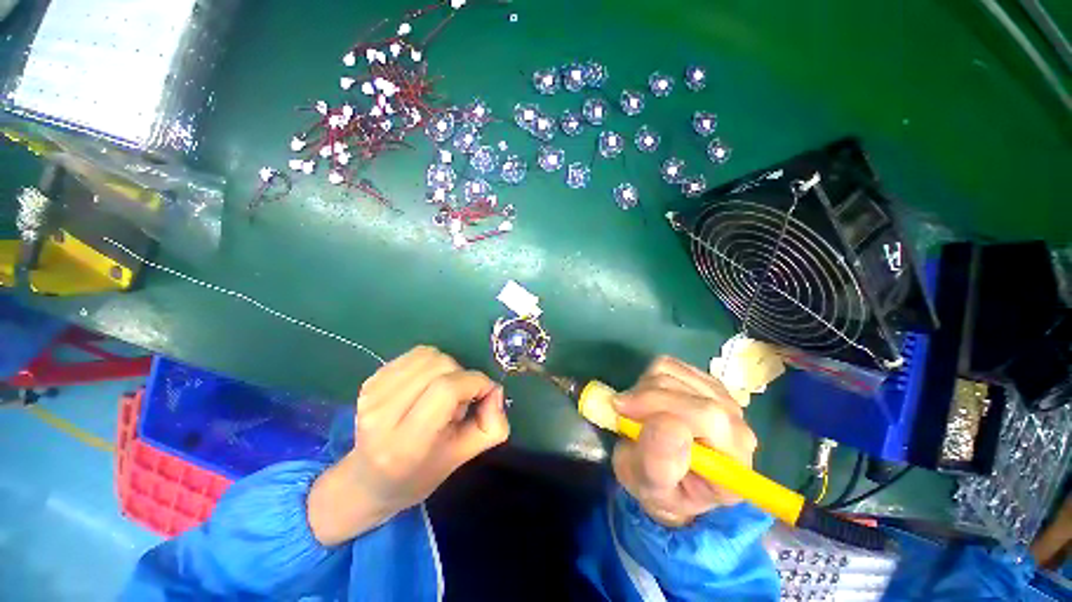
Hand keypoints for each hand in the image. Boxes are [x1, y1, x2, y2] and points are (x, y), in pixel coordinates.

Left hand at [308, 346, 509, 544]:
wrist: (370, 480)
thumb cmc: (422, 473)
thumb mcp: (464, 457)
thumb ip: (492, 425)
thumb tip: (494, 390)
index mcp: (407, 443)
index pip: (446, 390)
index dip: (475, 382)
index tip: (485, 392)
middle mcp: (382, 415)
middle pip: (439, 366)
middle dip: (462, 375)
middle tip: (459, 400)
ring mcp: (371, 394)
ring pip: (428, 355)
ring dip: (447, 367)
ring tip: (441, 392)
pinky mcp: (369, 381)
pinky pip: (415, 354)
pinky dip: (431, 363)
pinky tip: (427, 385)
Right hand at [612, 356, 757, 526]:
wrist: (666, 478)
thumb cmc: (658, 488)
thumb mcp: (649, 487)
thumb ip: (659, 462)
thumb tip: (669, 423)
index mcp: (733, 464)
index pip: (708, 417)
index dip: (662, 406)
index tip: (623, 412)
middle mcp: (737, 427)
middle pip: (690, 391)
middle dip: (647, 398)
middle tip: (622, 413)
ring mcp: (722, 399)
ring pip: (674, 373)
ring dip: (644, 389)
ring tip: (636, 412)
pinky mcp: (703, 381)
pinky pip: (669, 365)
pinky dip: (648, 378)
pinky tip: (649, 400)